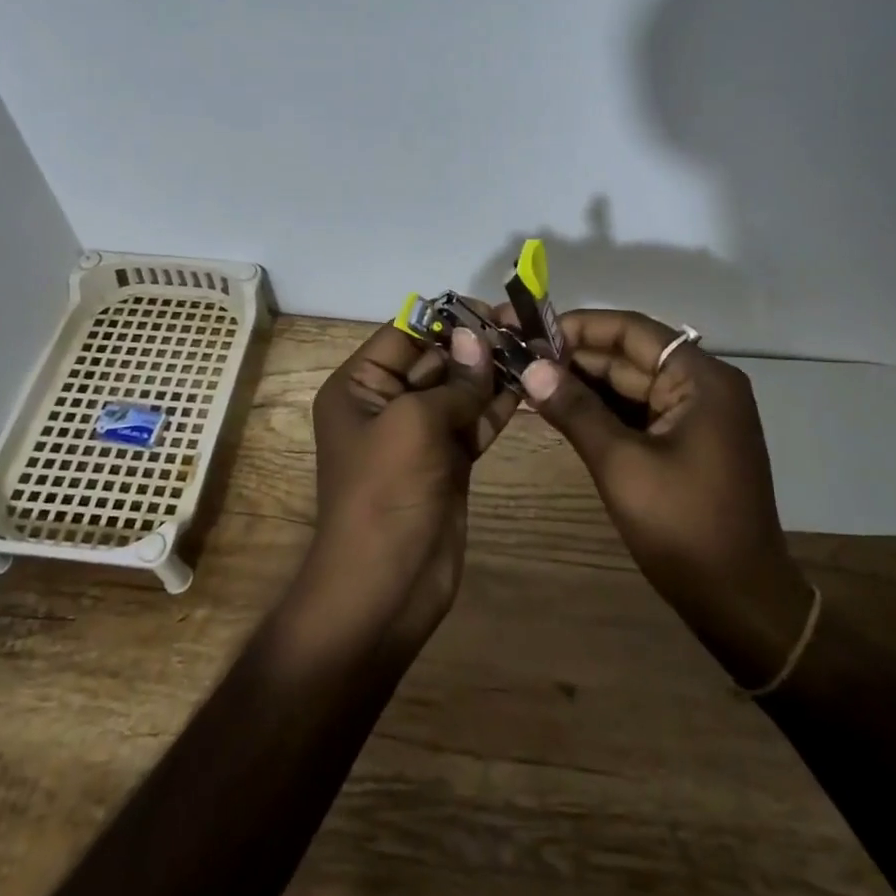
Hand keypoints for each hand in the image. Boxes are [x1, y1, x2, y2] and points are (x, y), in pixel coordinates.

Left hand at [299, 316, 518, 653]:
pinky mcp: (448, 462)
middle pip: (435, 359)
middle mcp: (386, 404)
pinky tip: (531, 384)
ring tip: (536, 348)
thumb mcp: (414, 424)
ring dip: (493, 372)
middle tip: (523, 326)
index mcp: (359, 387)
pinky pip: (474, 421)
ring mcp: (419, 435)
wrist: (385, 587)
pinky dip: (499, 405)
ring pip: (460, 390)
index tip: (490, 308)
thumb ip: (453, 380)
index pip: (403, 335)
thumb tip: (478, 338)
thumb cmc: (386, 493)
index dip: (445, 318)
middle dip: (476, 344)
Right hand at [520, 309, 813, 686]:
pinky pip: (637, 412)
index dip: (576, 326)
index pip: (630, 331)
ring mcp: (696, 415)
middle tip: (515, 356)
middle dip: (573, 356)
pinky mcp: (686, 442)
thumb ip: (576, 410)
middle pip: (628, 355)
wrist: (740, 602)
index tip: (526, 330)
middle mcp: (703, 385)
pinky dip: (599, 410)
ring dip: (582, 383)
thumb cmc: (684, 527)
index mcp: (700, 378)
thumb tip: (531, 368)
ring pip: (629, 384)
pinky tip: (557, 408)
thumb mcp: (622, 464)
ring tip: (525, 378)